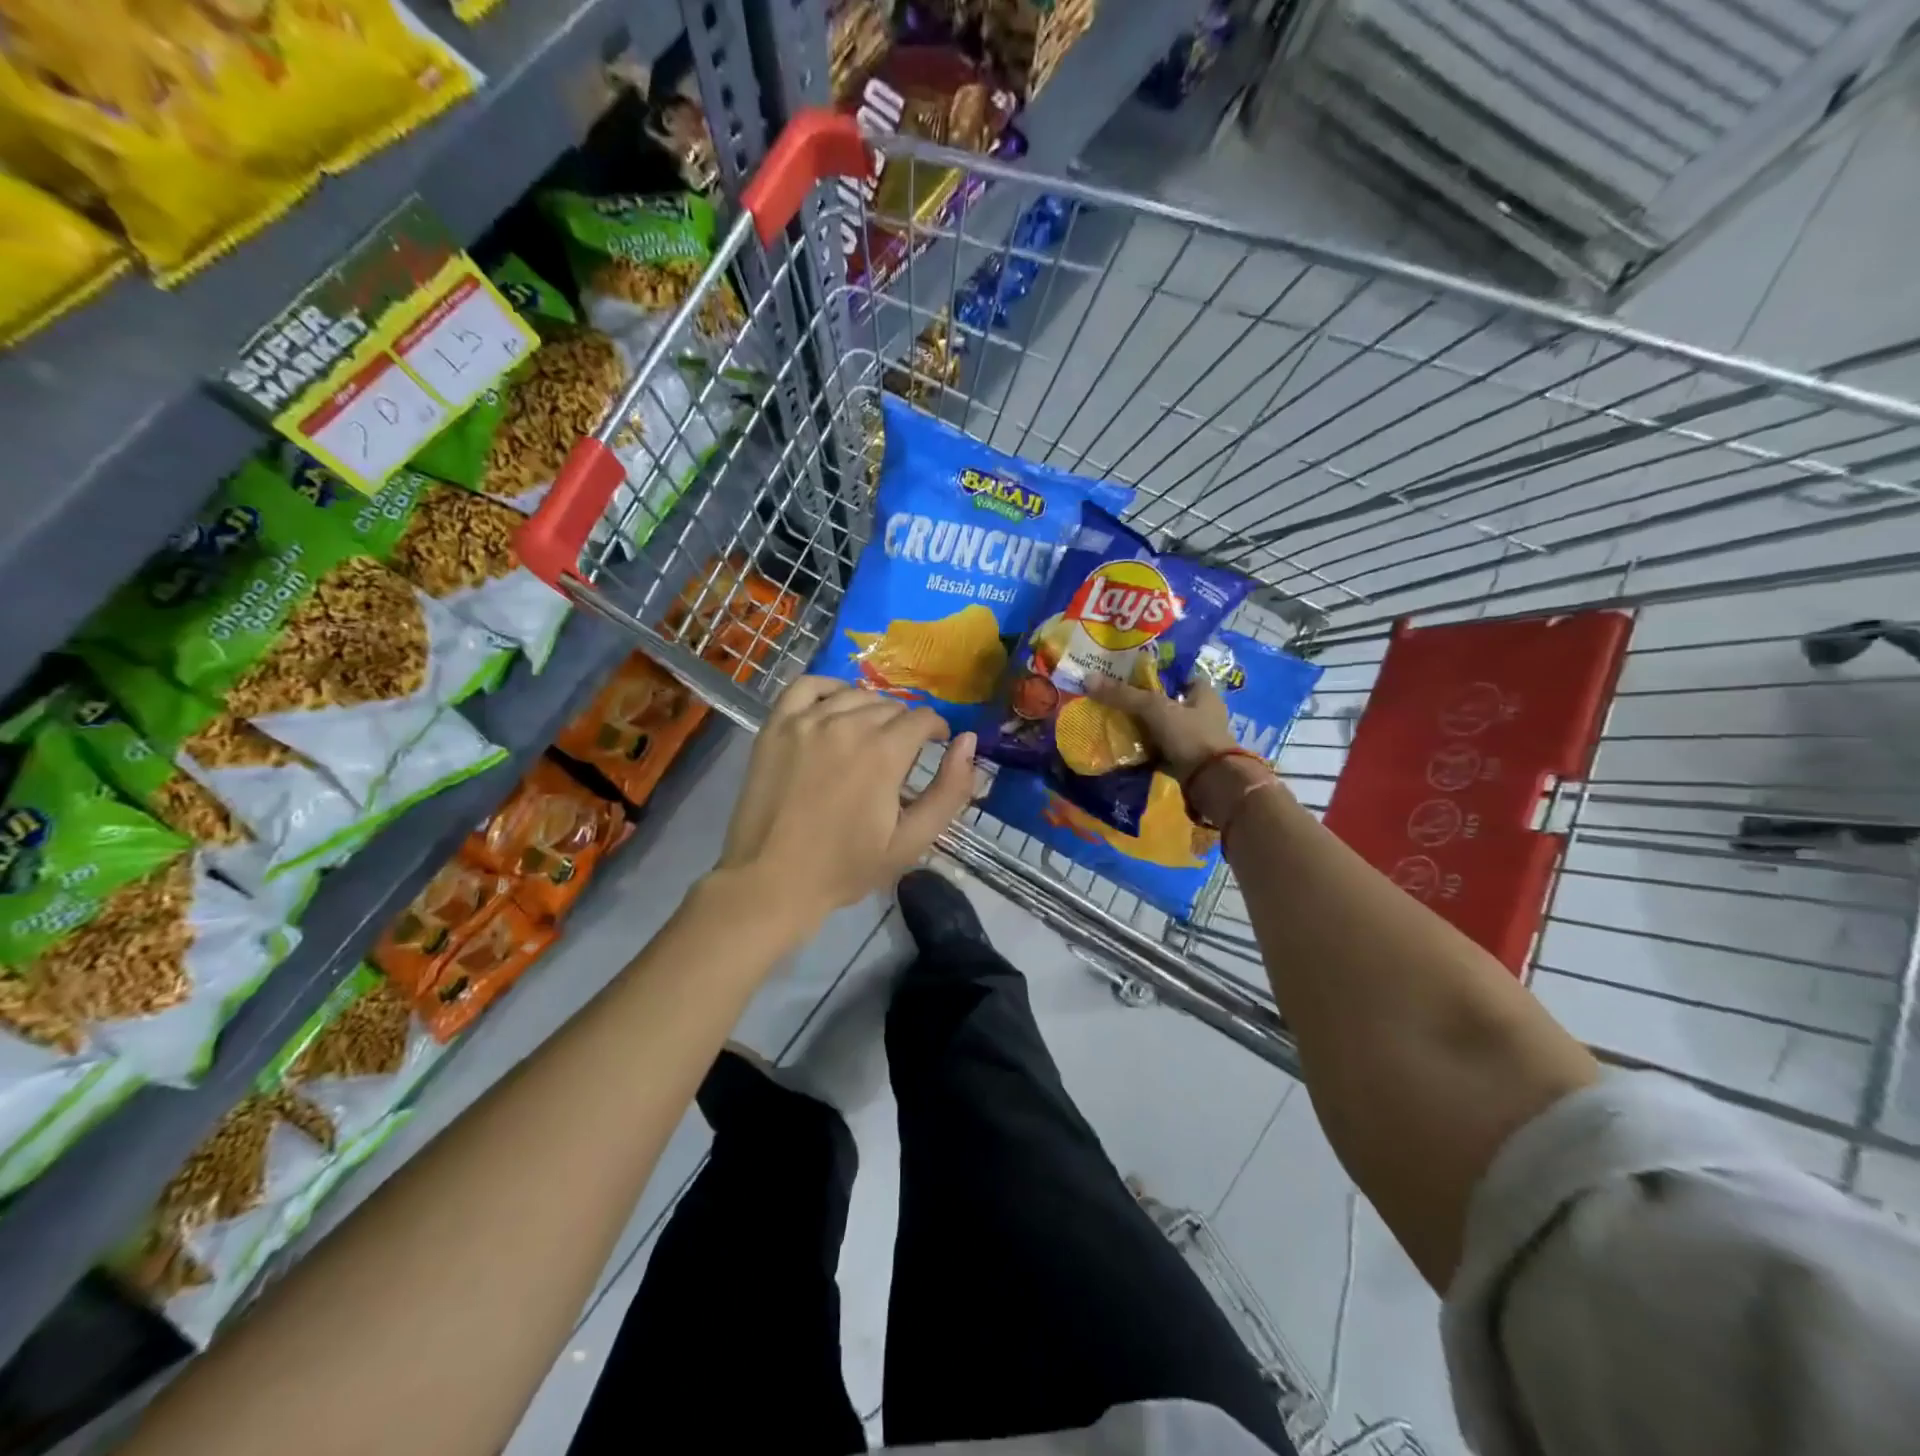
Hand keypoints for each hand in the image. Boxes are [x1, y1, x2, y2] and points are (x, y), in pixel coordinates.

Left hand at [716, 677, 975, 931]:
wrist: (771, 881)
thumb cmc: (845, 867)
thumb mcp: (911, 841)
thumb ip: (949, 790)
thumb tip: (968, 741)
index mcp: (883, 752)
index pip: (922, 719)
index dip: (936, 731)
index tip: (937, 745)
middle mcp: (847, 724)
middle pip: (890, 707)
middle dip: (905, 725)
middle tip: (901, 754)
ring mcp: (806, 721)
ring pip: (854, 695)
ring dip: (871, 709)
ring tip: (870, 734)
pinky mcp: (776, 726)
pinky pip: (807, 686)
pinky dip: (828, 689)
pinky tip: (835, 706)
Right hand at [1085, 672, 1235, 781]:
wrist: (1211, 783)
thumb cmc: (1190, 735)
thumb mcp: (1154, 709)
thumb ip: (1123, 695)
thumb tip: (1088, 679)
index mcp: (1204, 693)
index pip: (1178, 675)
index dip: (1155, 673)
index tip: (1128, 675)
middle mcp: (1203, 713)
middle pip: (1167, 702)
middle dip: (1143, 702)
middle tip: (1115, 700)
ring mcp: (1196, 739)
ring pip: (1163, 727)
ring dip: (1143, 727)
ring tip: (1113, 723)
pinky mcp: (1187, 761)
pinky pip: (1161, 750)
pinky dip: (1146, 750)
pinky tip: (1125, 748)